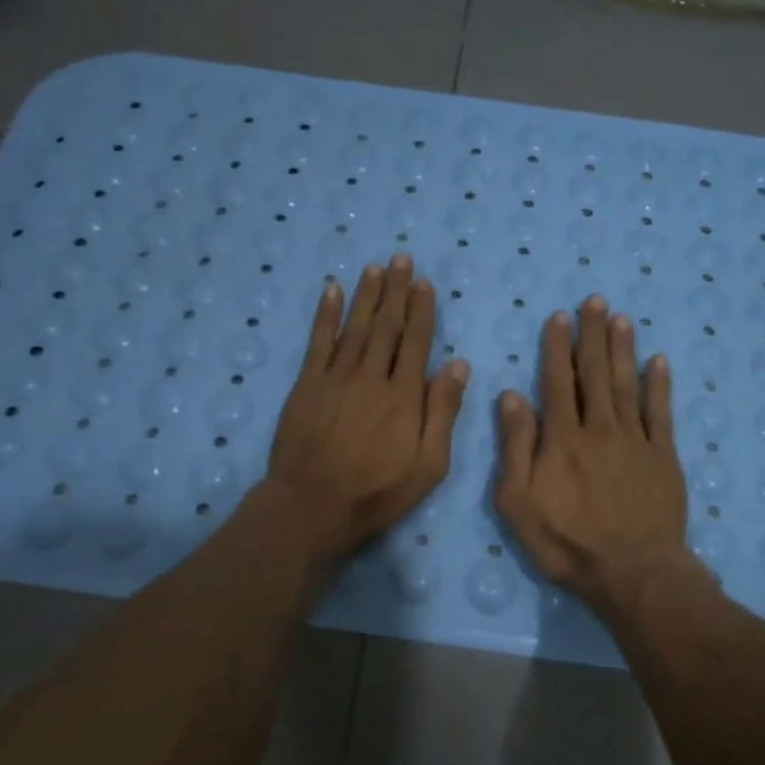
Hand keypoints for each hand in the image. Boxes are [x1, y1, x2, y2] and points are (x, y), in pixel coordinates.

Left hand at [265, 254, 469, 562]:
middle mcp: (371, 376)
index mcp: (404, 395)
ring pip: (355, 327)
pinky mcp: (307, 385)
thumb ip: (443, 412)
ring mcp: (336, 378)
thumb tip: (458, 364)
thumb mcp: (429, 464)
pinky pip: (318, 342)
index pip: (416, 342)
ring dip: (366, 295)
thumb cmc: (378, 492)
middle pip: (386, 326)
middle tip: (401, 258)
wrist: (313, 505)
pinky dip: (325, 314)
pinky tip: (332, 291)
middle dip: (396, 291)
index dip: (421, 310)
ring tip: (375, 267)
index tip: (424, 283)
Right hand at [494, 296, 694, 616]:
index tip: (558, 316)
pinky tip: (659, 361)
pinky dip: (660, 385)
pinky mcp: (663, 457)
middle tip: (595, 300)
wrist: (632, 572)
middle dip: (592, 335)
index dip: (556, 346)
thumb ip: (515, 446)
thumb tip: (512, 395)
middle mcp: (599, 428)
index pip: (557, 381)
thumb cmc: (566, 542)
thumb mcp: (518, 502)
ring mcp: (635, 440)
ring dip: (623, 349)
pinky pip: (661, 412)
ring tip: (621, 318)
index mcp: (562, 438)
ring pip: (627, 384)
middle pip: (595, 373)